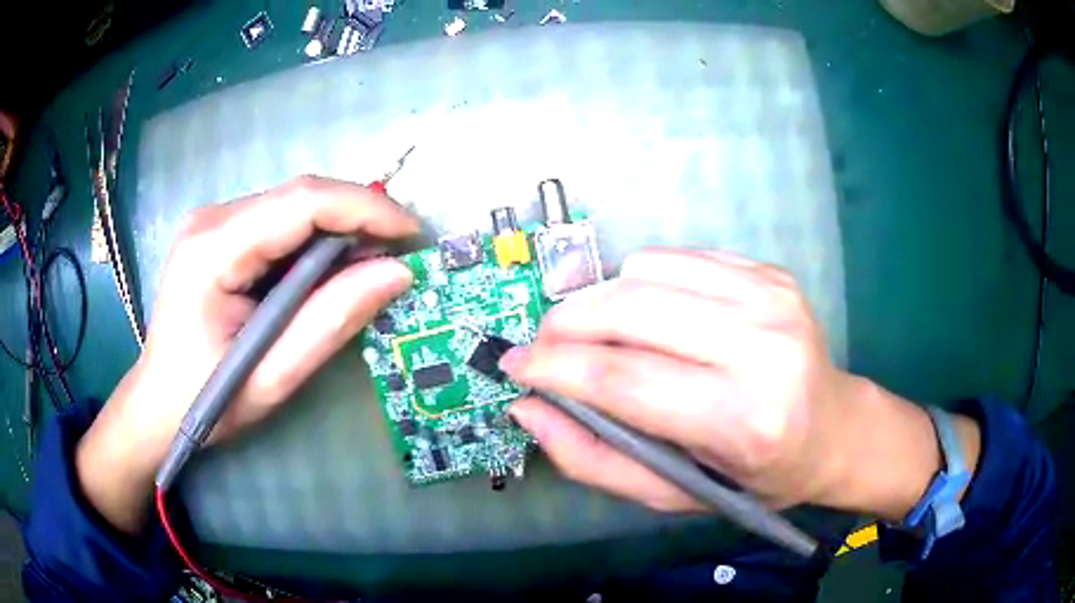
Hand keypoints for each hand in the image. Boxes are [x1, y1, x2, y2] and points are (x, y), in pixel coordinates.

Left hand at [77, 176, 418, 532]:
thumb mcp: (272, 376)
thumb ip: (331, 321)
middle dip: (357, 218)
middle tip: (399, 255)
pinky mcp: (219, 233)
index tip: (413, 234)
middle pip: (300, 196)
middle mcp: (212, 219)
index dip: (365, 209)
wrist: (156, 403)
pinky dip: (314, 240)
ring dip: (338, 229)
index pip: (302, 202)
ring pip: (294, 205)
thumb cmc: (205, 400)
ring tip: (370, 266)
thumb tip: (397, 273)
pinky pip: (280, 221)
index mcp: (213, 250)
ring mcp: (213, 221)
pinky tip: (329, 271)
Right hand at [501, 248, 978, 519]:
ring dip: (600, 300)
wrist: (834, 428)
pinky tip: (647, 314)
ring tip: (594, 335)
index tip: (513, 366)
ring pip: (646, 270)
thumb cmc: (755, 476)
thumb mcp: (674, 492)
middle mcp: (761, 347)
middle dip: (564, 324)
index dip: (553, 369)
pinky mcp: (769, 272)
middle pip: (629, 310)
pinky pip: (677, 257)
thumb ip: (594, 458)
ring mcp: (770, 297)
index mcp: (742, 419)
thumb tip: (529, 408)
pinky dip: (641, 281)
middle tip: (542, 347)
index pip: (622, 380)